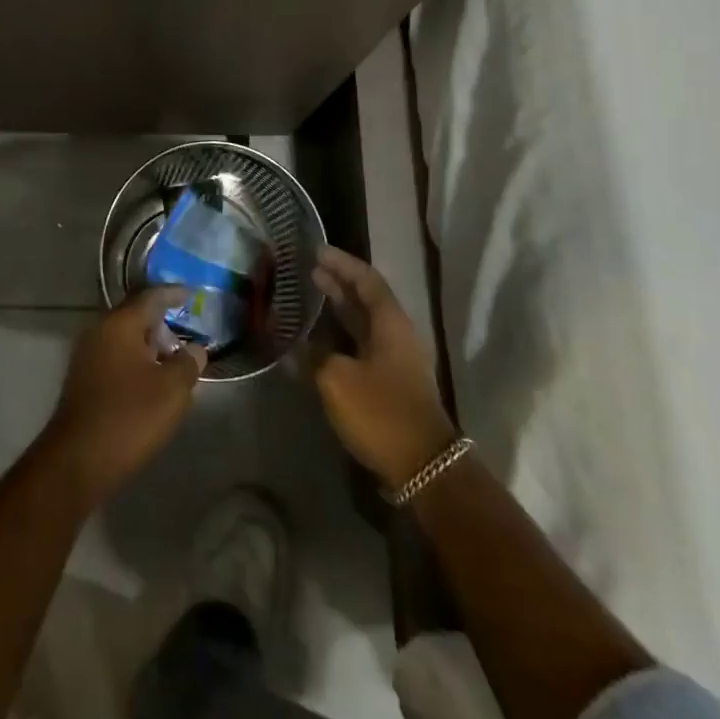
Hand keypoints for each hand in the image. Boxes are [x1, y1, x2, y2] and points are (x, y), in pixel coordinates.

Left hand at [41, 287, 206, 504]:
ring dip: (148, 345)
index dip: (173, 294)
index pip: (150, 296)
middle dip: (161, 322)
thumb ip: (187, 363)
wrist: (77, 461)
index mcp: (119, 324)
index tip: (192, 294)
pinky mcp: (82, 380)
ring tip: (172, 360)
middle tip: (186, 333)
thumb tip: (195, 348)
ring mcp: (86, 356)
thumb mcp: (171, 390)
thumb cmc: (129, 417)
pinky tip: (150, 380)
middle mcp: (99, 331)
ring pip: (124, 338)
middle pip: (134, 316)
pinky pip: (114, 357)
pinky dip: (135, 361)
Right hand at [310, 246, 457, 488]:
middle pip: (366, 299)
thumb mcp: (337, 380)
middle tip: (309, 271)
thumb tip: (295, 347)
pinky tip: (319, 342)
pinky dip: (341, 336)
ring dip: (339, 309)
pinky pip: (362, 346)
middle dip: (338, 283)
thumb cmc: (381, 412)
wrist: (424, 467)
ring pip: (365, 323)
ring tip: (311, 297)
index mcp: (390, 322)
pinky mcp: (390, 384)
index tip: (316, 251)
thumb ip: (313, 356)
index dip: (341, 263)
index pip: (366, 279)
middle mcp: (396, 334)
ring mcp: (396, 360)